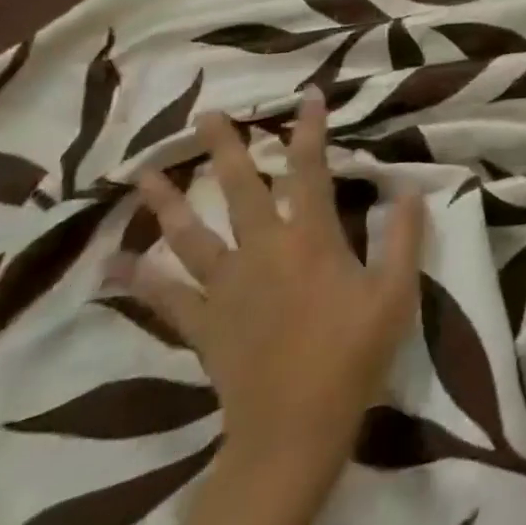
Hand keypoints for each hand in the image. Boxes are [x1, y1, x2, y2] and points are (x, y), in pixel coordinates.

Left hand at [117, 89, 424, 480]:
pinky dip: (140, 278)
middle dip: (224, 148)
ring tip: (143, 173)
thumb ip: (405, 236)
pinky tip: (114, 262)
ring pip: (191, 235)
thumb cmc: (353, 354)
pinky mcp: (203, 323)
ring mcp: (226, 287)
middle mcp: (263, 250)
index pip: (312, 169)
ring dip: (168, 202)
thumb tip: (411, 188)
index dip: (311, 129)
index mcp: (312, 238)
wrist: (294, 430)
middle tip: (205, 115)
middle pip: (239, 189)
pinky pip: (165, 297)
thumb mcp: (396, 293)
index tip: (309, 94)